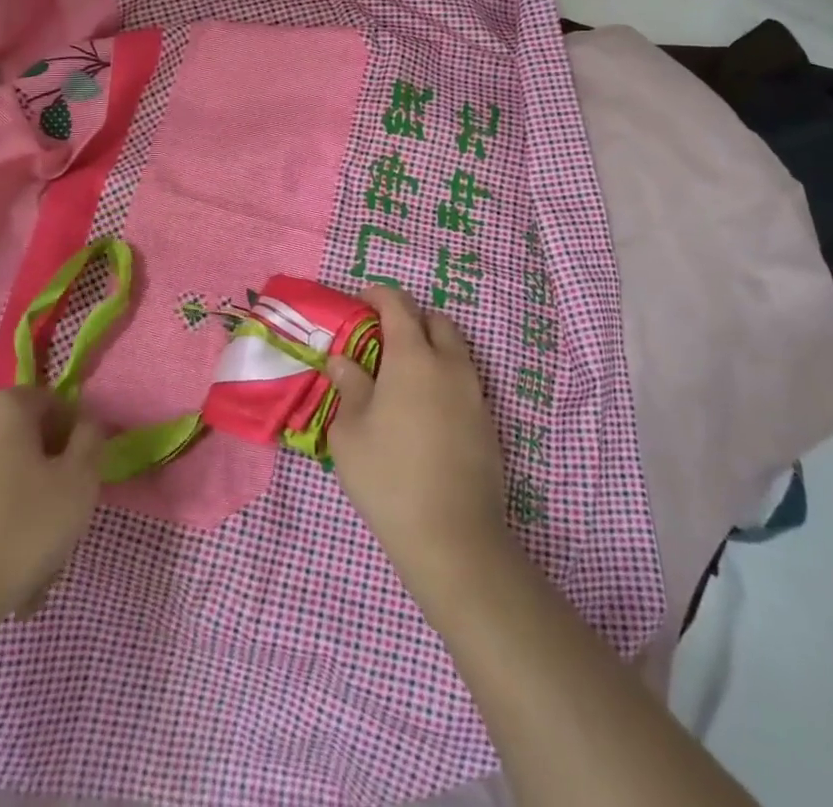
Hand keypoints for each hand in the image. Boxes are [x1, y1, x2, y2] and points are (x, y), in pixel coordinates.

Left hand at [0, 387, 103, 662]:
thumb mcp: (79, 488)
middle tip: (43, 530)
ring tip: (3, 565)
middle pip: (6, 442)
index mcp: (2, 410)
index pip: (47, 403)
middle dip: (28, 478)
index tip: (73, 479)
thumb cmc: (12, 537)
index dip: (67, 436)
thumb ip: (91, 443)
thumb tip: (84, 425)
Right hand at [326, 287, 509, 599]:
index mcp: (413, 357)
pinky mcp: (488, 422)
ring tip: (403, 375)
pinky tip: (424, 410)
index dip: (379, 295)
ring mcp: (474, 393)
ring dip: (430, 347)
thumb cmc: (389, 478)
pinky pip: (464, 381)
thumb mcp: (350, 433)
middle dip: (410, 318)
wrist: (453, 537)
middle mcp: (449, 364)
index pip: (399, 305)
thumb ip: (349, 387)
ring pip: (455, 349)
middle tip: (382, 339)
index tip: (361, 301)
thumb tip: (344, 361)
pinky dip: (444, 377)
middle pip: (435, 320)